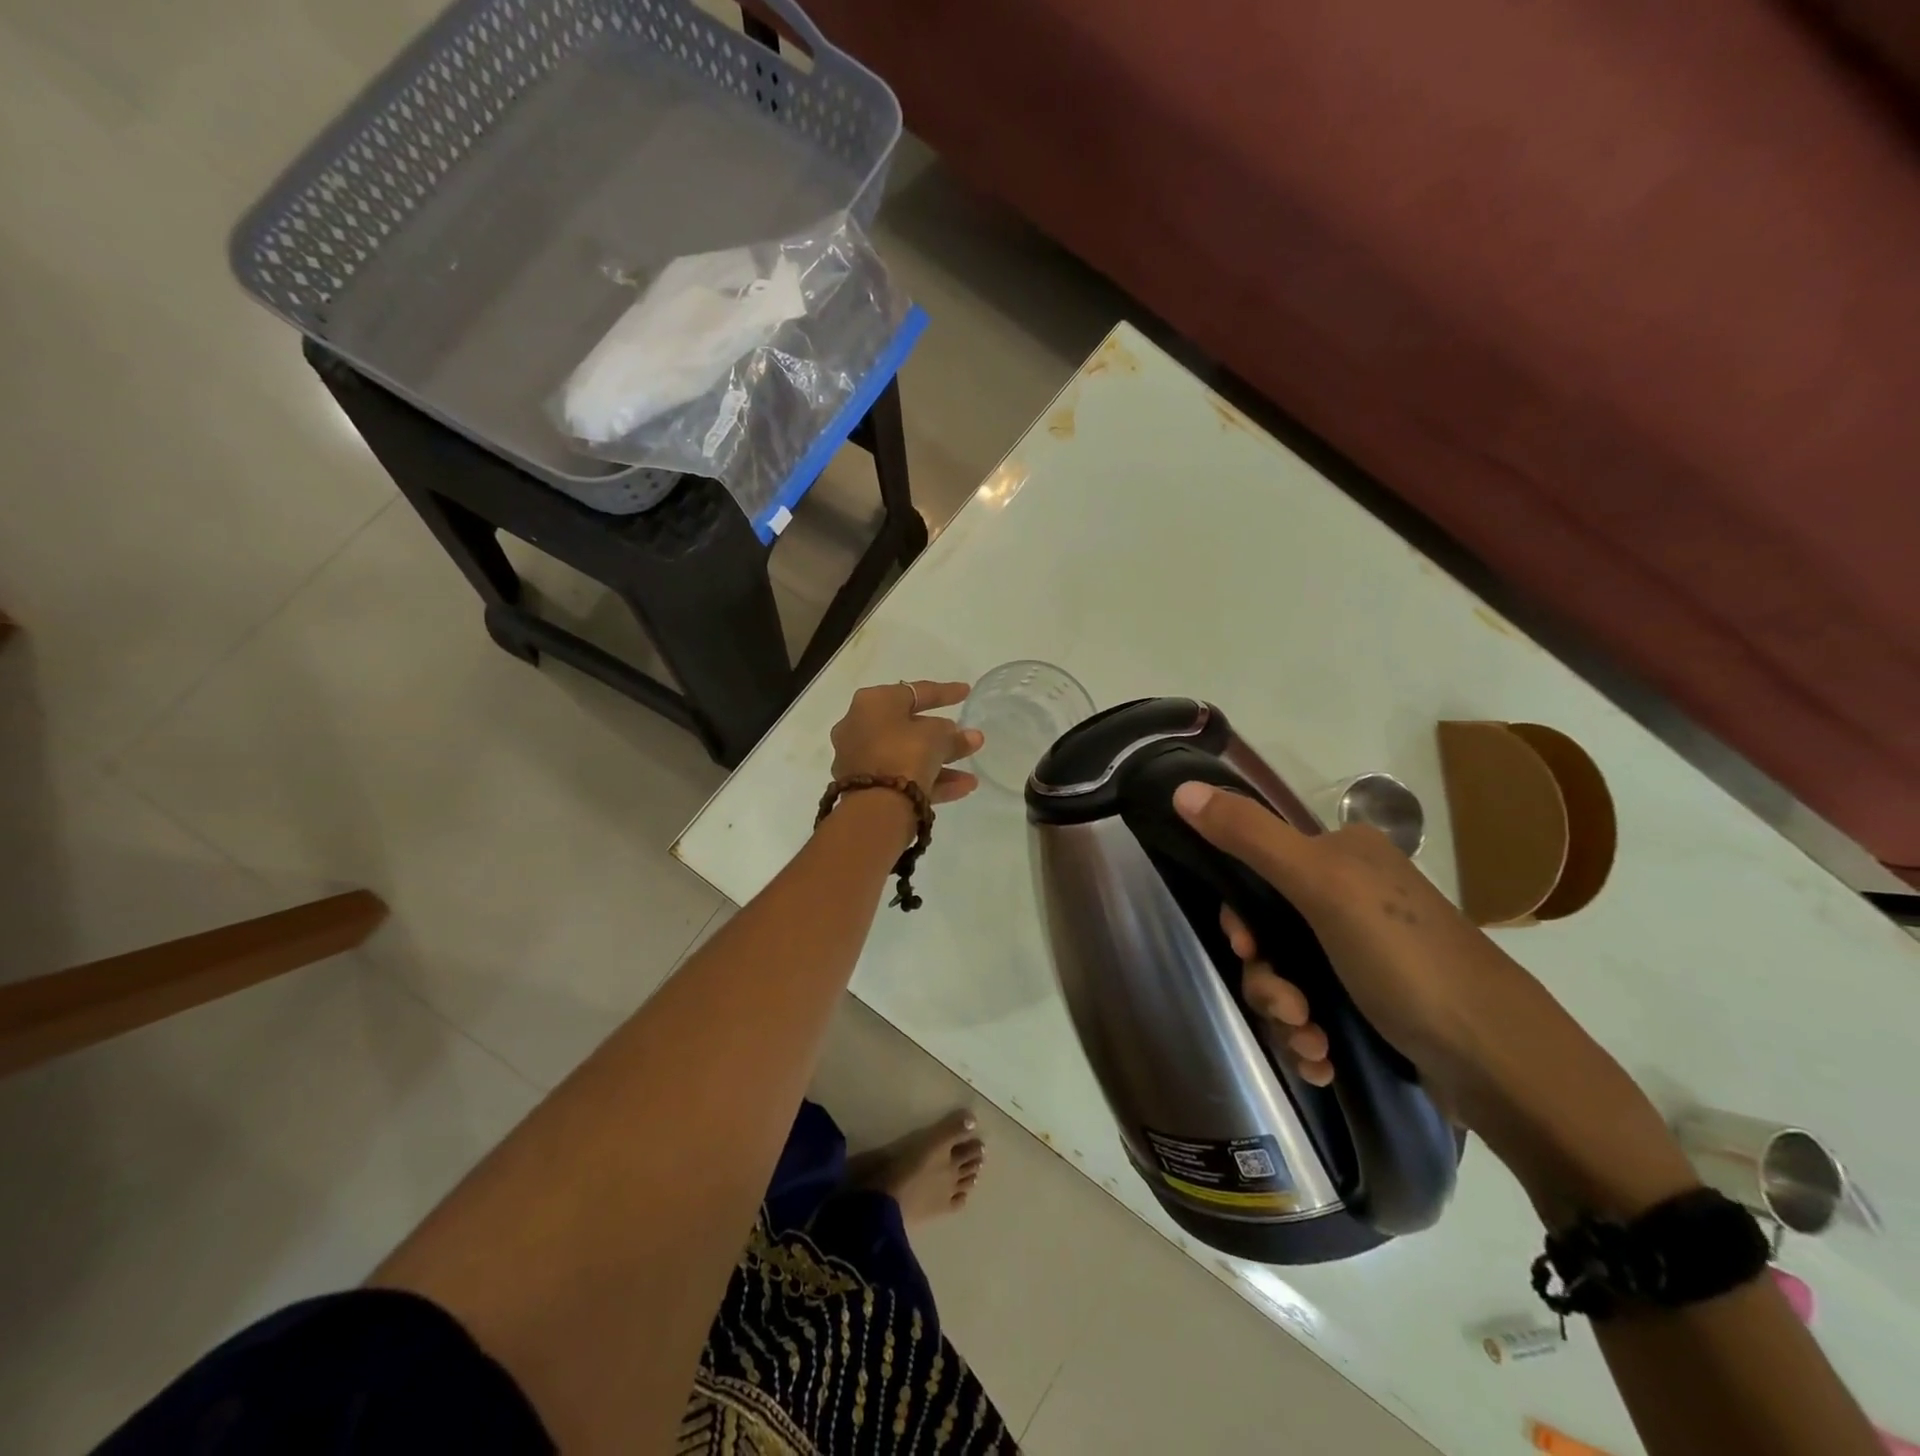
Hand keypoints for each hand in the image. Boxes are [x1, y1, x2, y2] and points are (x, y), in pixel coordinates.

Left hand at [831, 681, 982, 805]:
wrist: (875, 807)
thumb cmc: (905, 755)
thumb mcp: (937, 738)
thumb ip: (954, 736)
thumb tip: (965, 736)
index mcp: (872, 703)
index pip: (914, 692)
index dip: (944, 692)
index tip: (966, 692)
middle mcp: (859, 726)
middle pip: (909, 727)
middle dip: (942, 735)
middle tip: (968, 739)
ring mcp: (859, 759)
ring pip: (907, 756)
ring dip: (941, 762)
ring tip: (971, 773)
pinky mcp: (864, 787)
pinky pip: (901, 777)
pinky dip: (929, 780)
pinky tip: (963, 788)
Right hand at [1174, 780, 1699, 1219]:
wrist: (1504, 1067)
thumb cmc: (1408, 961)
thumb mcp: (1322, 887)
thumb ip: (1250, 837)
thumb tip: (1179, 788)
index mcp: (1343, 855)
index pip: (1256, 869)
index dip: (1240, 914)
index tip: (1245, 946)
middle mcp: (1352, 895)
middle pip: (1267, 931)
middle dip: (1266, 978)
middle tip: (1289, 1008)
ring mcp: (1364, 952)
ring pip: (1286, 976)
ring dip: (1284, 1015)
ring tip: (1313, 1045)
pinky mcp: (1375, 1003)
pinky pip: (1313, 1011)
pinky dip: (1308, 1038)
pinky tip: (1323, 1063)